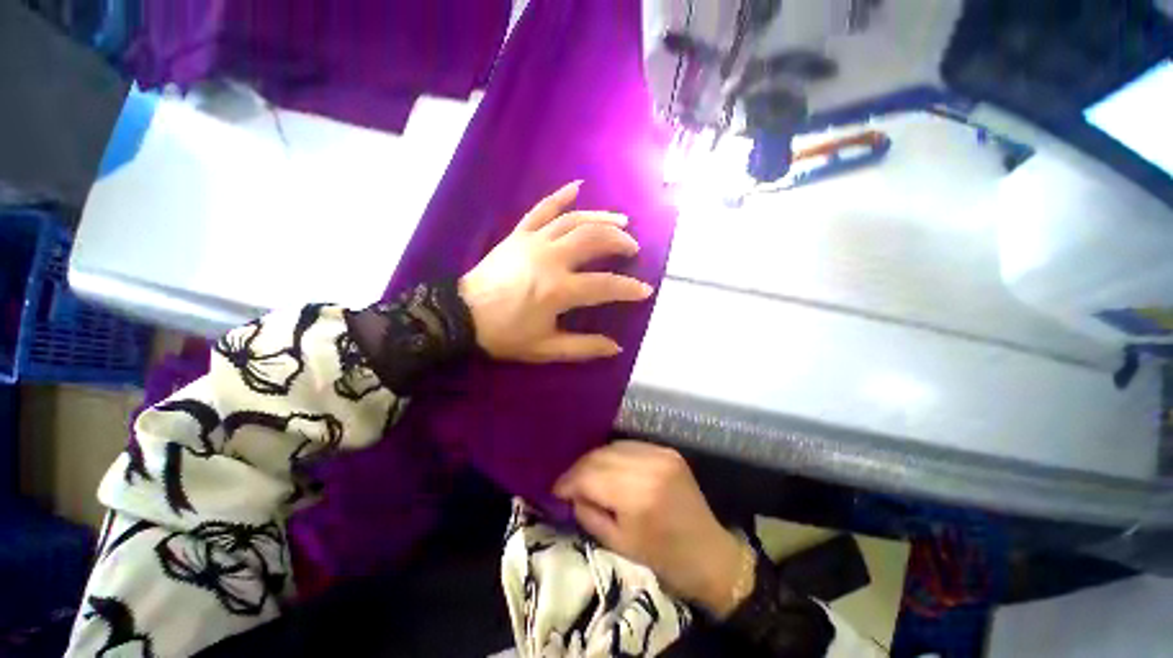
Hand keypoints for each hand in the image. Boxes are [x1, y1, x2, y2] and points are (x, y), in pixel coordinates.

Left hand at [458, 181, 653, 362]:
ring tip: (621, 222)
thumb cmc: (504, 335)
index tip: (645, 290)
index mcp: (558, 290)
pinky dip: (560, 196)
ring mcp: (533, 242)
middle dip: (619, 242)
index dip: (628, 288)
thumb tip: (615, 347)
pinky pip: (541, 209)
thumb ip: (582, 347)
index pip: (605, 285)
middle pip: (594, 240)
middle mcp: (551, 259)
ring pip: (574, 221)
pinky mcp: (518, 235)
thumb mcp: (545, 349)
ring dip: (601, 218)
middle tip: (633, 249)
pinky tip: (577, 186)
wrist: (461, 316)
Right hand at [553, 441, 745, 616]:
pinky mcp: (667, 450)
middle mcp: (648, 466)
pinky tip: (609, 468)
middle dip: (578, 469)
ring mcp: (660, 453)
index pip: (589, 476)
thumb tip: (570, 493)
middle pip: (599, 456)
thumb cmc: (663, 558)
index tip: (555, 489)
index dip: (567, 481)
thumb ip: (588, 514)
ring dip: (595, 460)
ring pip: (612, 446)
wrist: (710, 553)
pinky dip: (614, 455)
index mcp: (637, 495)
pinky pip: (630, 446)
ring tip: (585, 475)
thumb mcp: (618, 544)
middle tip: (567, 483)